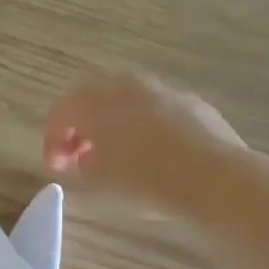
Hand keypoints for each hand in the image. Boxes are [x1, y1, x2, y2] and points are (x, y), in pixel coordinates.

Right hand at [45, 74, 247, 216]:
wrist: (216, 179)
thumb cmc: (145, 182)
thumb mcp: (97, 182)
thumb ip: (75, 167)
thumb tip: (72, 160)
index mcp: (95, 102)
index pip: (60, 113)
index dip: (52, 141)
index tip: (55, 167)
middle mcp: (126, 86)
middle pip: (90, 100)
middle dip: (80, 128)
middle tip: (79, 157)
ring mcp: (162, 90)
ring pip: (125, 101)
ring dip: (112, 124)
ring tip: (115, 157)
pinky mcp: (191, 102)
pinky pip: (154, 109)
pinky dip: (142, 125)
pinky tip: (151, 154)